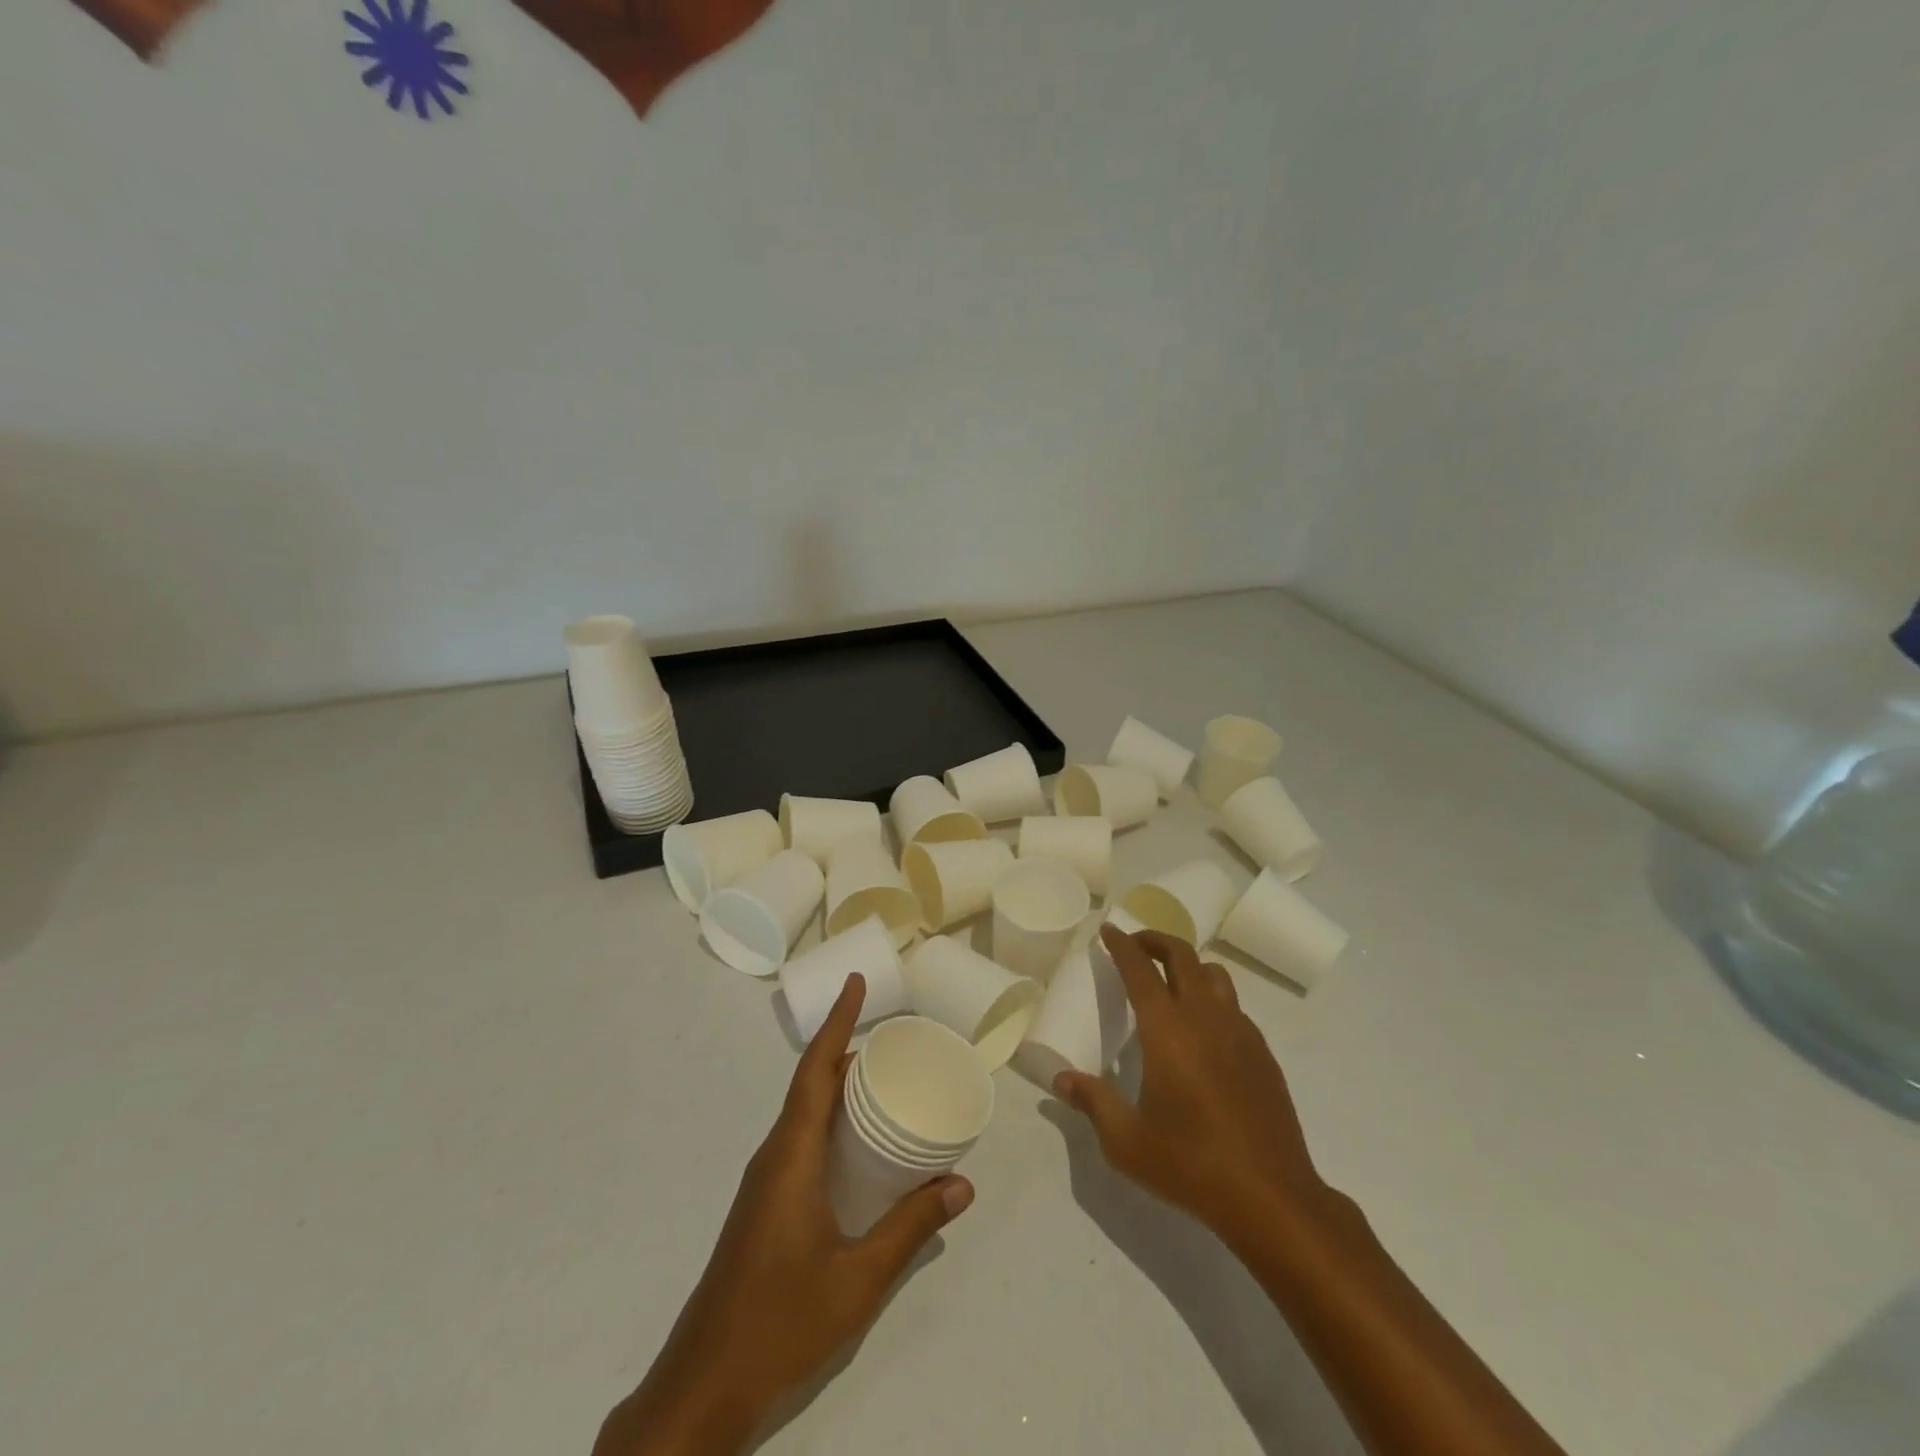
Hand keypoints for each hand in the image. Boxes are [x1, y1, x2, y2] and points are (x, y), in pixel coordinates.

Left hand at [595, 976, 972, 1454]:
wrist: (702, 1388)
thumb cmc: (780, 1322)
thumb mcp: (858, 1279)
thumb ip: (910, 1229)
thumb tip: (962, 1184)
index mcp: (791, 1156)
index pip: (815, 1070)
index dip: (837, 1022)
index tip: (856, 984)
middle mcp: (774, 1156)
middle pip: (811, 1085)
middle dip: (847, 1052)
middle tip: (895, 1040)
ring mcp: (765, 1183)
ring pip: (805, 1114)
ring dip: (839, 1089)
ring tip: (884, 1081)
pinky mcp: (764, 1206)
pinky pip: (801, 1141)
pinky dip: (831, 1123)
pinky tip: (858, 1148)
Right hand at [1055, 926, 1329, 1241]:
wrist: (1271, 1196)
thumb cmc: (1191, 1164)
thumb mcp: (1127, 1141)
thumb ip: (1093, 1102)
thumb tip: (1062, 1080)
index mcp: (1167, 1030)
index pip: (1140, 969)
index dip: (1122, 944)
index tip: (1108, 929)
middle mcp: (1205, 1017)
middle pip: (1183, 955)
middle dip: (1156, 940)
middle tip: (1135, 945)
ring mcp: (1239, 1032)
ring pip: (1214, 975)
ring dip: (1189, 965)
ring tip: (1170, 981)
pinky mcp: (1262, 1053)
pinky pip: (1234, 1006)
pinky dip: (1212, 998)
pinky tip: (1203, 1030)